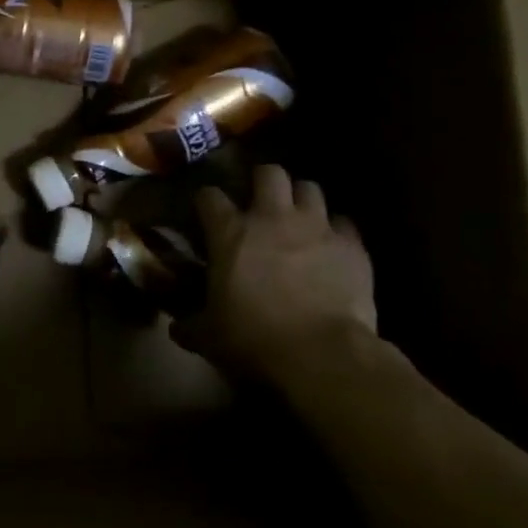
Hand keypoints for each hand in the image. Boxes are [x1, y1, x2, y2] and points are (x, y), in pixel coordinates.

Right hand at [173, 167, 375, 377]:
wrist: (322, 355)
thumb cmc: (255, 340)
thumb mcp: (210, 337)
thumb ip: (190, 325)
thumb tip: (175, 329)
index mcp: (230, 233)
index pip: (209, 196)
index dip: (206, 201)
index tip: (206, 212)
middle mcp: (272, 218)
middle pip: (269, 173)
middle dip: (263, 181)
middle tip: (260, 201)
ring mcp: (316, 227)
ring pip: (309, 188)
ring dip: (301, 200)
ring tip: (298, 218)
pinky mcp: (351, 246)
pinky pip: (344, 224)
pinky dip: (337, 231)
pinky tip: (332, 247)